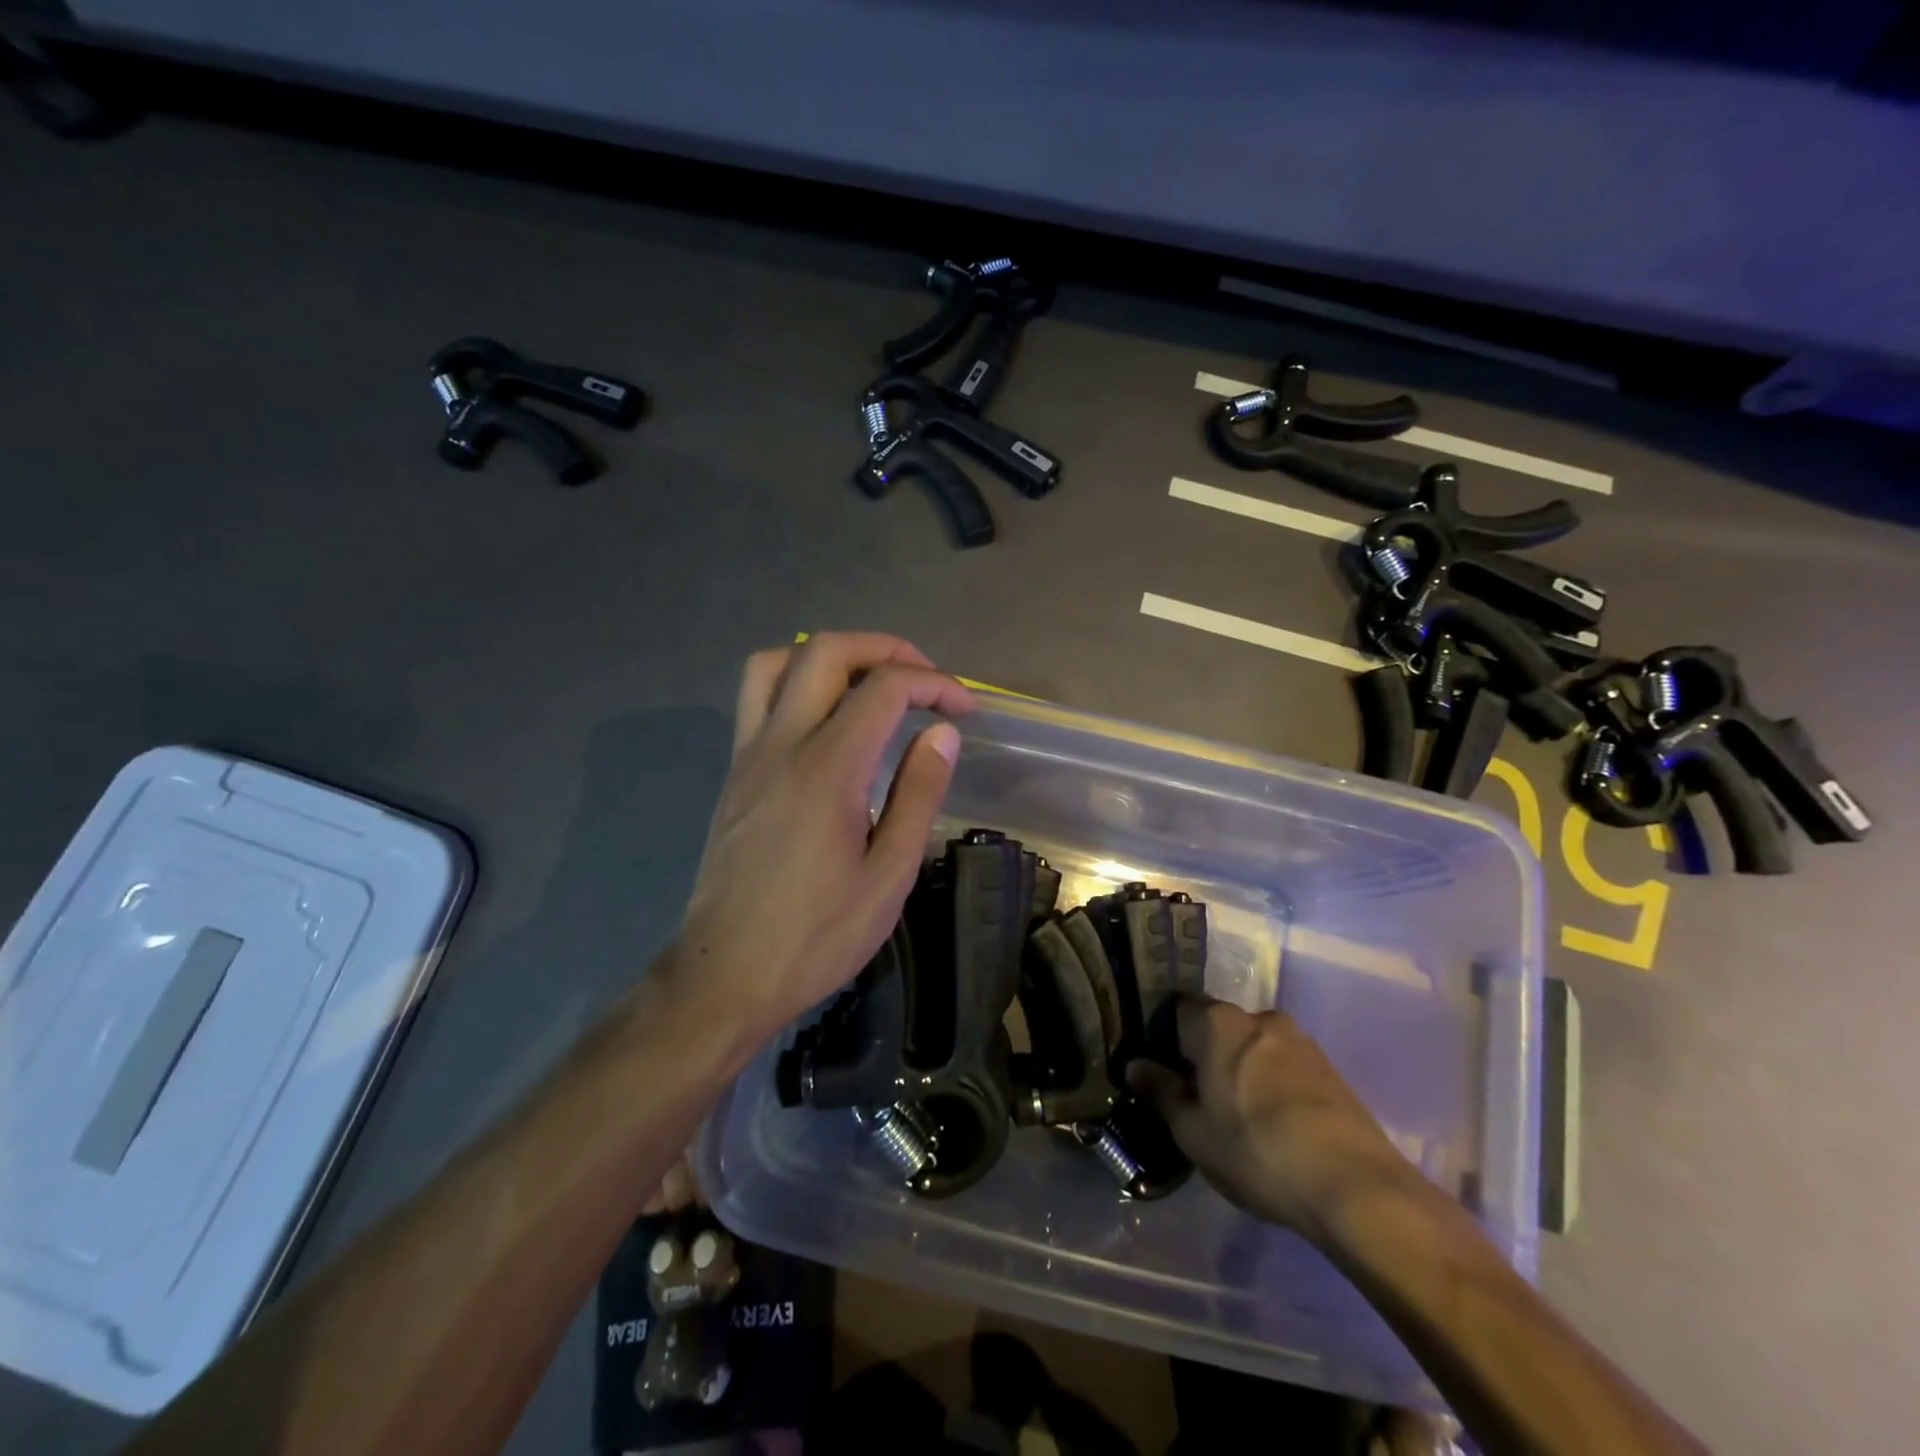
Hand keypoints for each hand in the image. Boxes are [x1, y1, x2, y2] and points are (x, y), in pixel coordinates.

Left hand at [670, 632, 974, 1046]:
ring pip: (777, 662)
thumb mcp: (888, 875)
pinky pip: (757, 698)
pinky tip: (827, 721)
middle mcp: (781, 744)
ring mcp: (749, 755)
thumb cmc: (817, 935)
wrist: (725, 976)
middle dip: (885, 649)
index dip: (935, 684)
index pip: (884, 688)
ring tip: (870, 683)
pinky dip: (797, 681)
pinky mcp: (734, 773)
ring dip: (830, 656)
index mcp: (828, 769)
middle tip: (924, 679)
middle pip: (826, 651)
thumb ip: (918, 794)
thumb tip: (941, 734)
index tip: (966, 709)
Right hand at [1128, 999, 1422, 1245]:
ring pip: (1255, 1048)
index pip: (1178, 1010)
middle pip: (1219, 1028)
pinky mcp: (1331, 1070)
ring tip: (1238, 1117)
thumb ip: (1161, 1092)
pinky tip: (1274, 1126)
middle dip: (1206, 1056)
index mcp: (1218, 1022)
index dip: (1164, 1038)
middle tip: (1198, 1099)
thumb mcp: (1193, 1131)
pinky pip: (1285, 1067)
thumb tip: (1136, 1065)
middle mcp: (1259, 1018)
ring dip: (1242, 1072)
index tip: (1161, 1070)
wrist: (1356, 1187)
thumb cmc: (1256, 1151)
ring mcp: (1301, 1041)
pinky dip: (1273, 1086)